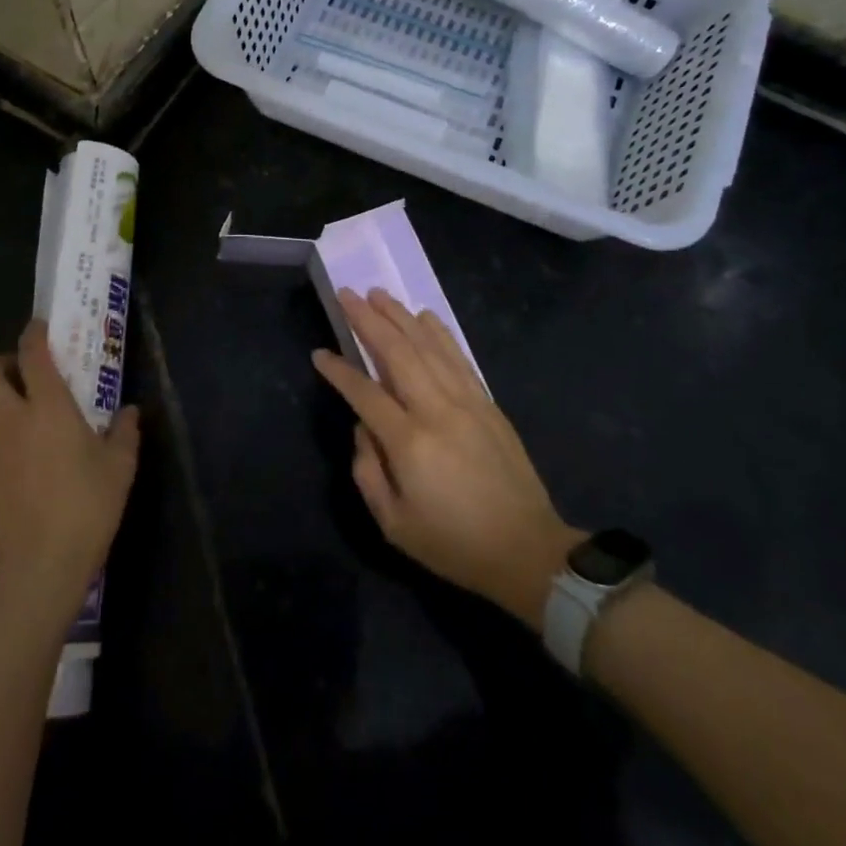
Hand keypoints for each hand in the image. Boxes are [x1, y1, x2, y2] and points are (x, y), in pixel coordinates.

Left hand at [0, 321, 139, 631]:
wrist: (43, 562)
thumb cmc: (88, 506)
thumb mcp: (120, 466)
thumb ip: (125, 431)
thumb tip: (130, 411)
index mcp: (49, 406)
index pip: (32, 353)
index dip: (33, 334)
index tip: (39, 329)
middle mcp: (9, 417)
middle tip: (17, 375)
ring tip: (0, 409)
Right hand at [313, 288, 581, 625]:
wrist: (527, 551)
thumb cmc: (453, 543)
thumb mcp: (394, 524)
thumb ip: (367, 471)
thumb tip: (364, 427)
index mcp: (410, 442)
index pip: (365, 392)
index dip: (340, 371)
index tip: (319, 353)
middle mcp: (437, 410)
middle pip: (398, 353)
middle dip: (369, 320)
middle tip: (348, 295)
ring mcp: (467, 403)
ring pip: (429, 347)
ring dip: (401, 317)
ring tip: (379, 294)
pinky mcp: (488, 404)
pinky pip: (459, 358)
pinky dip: (440, 333)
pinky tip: (425, 317)